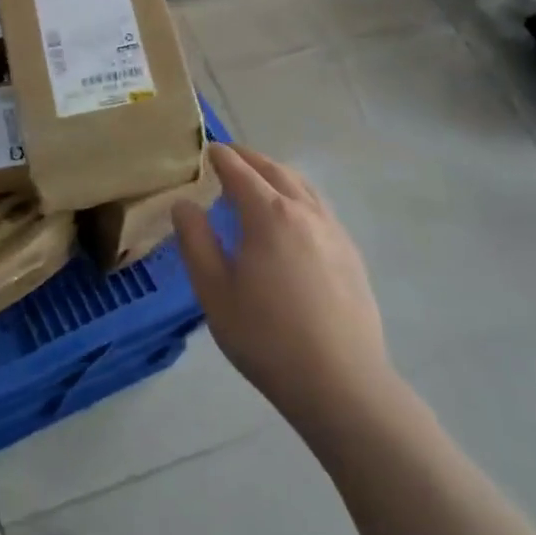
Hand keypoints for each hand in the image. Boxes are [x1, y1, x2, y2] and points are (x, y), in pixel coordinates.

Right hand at [174, 143, 392, 444]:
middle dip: (249, 158)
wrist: (342, 384)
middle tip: (228, 156)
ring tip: (259, 180)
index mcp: (268, 214)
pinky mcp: (350, 254)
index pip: (239, 171)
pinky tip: (292, 218)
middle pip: (275, 170)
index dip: (220, 157)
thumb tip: (184, 204)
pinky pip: (319, 207)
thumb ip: (195, 241)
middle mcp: (304, 211)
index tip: (206, 149)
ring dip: (276, 173)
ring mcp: (333, 231)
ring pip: (302, 186)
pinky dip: (298, 195)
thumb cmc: (267, 338)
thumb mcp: (214, 292)